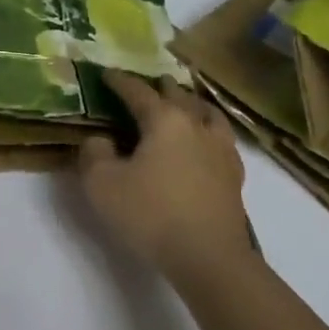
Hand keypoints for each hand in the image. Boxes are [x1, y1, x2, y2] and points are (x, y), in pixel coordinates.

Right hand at [79, 73, 256, 284]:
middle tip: (151, 83)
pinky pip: (221, 139)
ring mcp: (220, 149)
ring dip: (193, 104)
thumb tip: (101, 140)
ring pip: (208, 114)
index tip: (106, 74)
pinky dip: (210, 130)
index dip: (120, 81)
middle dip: (162, 87)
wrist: (208, 256)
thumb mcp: (102, 184)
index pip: (138, 91)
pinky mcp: (234, 175)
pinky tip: (207, 142)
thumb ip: (94, 154)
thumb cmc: (151, 213)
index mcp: (164, 120)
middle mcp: (196, 126)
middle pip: (179, 96)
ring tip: (186, 103)